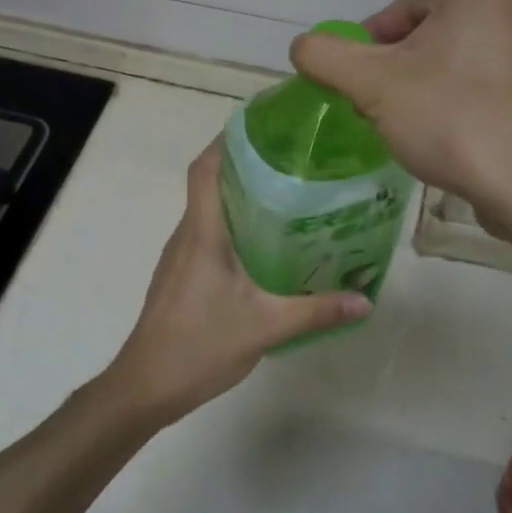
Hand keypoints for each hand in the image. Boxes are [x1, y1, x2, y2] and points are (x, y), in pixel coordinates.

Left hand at [104, 144, 370, 423]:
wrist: (145, 385)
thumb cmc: (199, 345)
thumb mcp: (265, 327)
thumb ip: (316, 311)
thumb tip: (366, 300)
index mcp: (202, 233)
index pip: (206, 169)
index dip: (228, 140)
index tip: (264, 126)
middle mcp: (188, 234)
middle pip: (211, 182)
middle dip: (246, 164)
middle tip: (293, 159)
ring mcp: (181, 255)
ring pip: (210, 210)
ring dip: (242, 195)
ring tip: (288, 194)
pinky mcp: (183, 275)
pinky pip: (209, 234)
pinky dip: (235, 225)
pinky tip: (267, 243)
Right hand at [290, 0, 511, 223]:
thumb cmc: (450, 120)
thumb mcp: (371, 85)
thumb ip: (325, 56)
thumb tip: (302, 46)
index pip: (398, 13)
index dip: (366, 51)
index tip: (355, 89)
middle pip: (425, 36)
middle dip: (394, 71)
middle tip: (378, 110)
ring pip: (451, 61)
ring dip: (421, 88)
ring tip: (410, 127)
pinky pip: (479, 84)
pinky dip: (454, 102)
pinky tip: (445, 135)